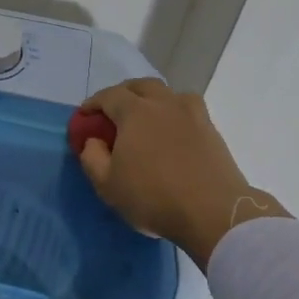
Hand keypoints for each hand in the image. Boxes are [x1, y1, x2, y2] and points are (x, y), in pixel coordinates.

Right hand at [77, 79, 287, 266]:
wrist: (213, 212)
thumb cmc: (153, 197)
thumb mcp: (107, 184)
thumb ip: (92, 157)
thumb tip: (93, 140)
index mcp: (135, 112)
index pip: (109, 96)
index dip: (93, 103)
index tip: (85, 116)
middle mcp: (164, 103)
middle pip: (141, 86)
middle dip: (123, 94)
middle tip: (113, 112)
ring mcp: (192, 114)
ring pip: (168, 93)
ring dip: (152, 99)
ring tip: (146, 117)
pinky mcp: (211, 129)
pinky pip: (188, 110)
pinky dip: (174, 113)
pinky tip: (172, 130)